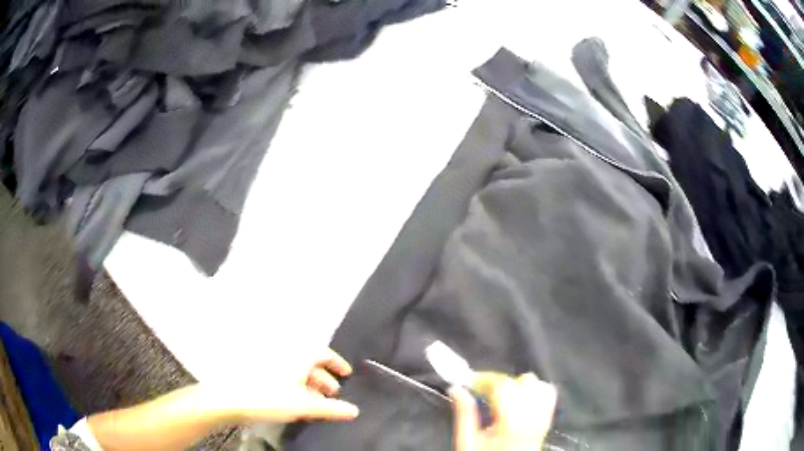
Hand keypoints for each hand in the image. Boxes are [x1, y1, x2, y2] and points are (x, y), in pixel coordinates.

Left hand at [204, 349, 359, 423]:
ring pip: (296, 369)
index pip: (323, 353)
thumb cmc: (269, 398)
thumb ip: (330, 409)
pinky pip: (284, 374)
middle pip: (310, 362)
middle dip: (324, 377)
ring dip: (309, 383)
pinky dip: (294, 384)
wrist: (230, 398)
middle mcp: (285, 354)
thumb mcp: (304, 405)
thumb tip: (354, 411)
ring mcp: (270, 361)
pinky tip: (295, 399)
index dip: (337, 363)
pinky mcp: (258, 370)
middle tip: (333, 393)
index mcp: (298, 356)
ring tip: (316, 401)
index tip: (346, 373)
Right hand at [450, 373, 556, 450]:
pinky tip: (519, 399)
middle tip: (481, 390)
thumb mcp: (468, 441)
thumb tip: (457, 389)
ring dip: (518, 385)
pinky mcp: (547, 421)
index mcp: (511, 421)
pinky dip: (534, 391)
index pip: (502, 385)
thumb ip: (464, 413)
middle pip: (521, 381)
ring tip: (500, 396)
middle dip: (499, 382)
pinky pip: (547, 395)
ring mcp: (543, 418)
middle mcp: (532, 416)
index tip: (469, 381)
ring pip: (538, 385)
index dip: (484, 378)